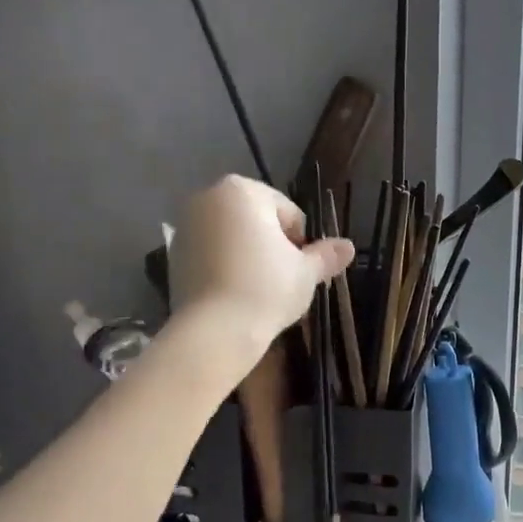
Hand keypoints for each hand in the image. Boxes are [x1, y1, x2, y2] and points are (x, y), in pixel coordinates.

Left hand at [168, 176, 353, 353]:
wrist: (215, 330)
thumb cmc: (267, 289)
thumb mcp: (306, 272)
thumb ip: (326, 255)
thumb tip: (349, 247)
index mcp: (243, 191)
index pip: (286, 211)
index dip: (299, 240)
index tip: (299, 267)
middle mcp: (208, 198)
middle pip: (255, 219)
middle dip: (271, 243)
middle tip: (282, 279)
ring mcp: (185, 226)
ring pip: (231, 236)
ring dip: (247, 254)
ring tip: (258, 289)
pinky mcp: (173, 255)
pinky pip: (210, 254)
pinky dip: (223, 266)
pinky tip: (234, 293)